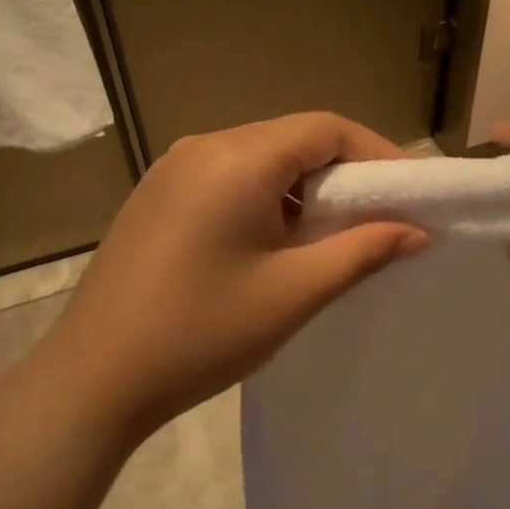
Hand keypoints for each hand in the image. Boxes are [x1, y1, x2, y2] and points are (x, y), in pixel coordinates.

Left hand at [32, 113, 426, 445]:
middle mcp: (202, 146)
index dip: (376, 153)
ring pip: (260, 159)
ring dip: (303, 188)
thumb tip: (416, 231)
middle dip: (342, 173)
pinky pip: (227, 177)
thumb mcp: (293, 294)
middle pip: (292, 139)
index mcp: (237, 159)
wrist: (93, 380)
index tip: (408, 194)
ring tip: (329, 237)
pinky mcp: (156, 196)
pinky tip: (273, 243)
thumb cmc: (201, 334)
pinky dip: (265, 198)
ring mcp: (172, 169)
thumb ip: (362, 252)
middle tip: (377, 219)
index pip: (325, 128)